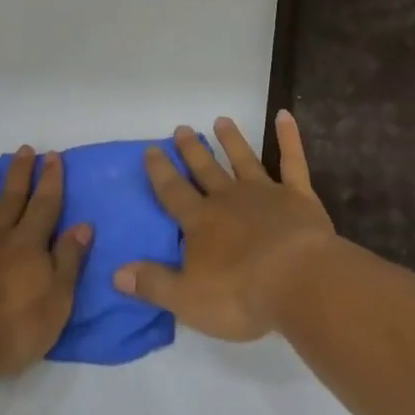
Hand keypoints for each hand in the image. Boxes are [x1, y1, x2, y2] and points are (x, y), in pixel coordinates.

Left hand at [0, 148, 90, 382]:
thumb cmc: (12, 333)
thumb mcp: (57, 302)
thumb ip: (69, 261)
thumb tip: (82, 225)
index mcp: (27, 246)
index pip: (44, 205)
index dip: (50, 180)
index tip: (52, 156)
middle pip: (10, 200)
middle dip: (18, 173)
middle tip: (23, 149)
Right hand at [114, 112, 336, 341]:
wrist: (297, 280)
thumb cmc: (240, 295)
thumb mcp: (187, 299)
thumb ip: (153, 283)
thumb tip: (117, 272)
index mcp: (201, 223)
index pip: (173, 193)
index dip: (160, 172)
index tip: (151, 149)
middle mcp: (229, 199)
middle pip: (206, 170)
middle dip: (192, 150)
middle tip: (181, 128)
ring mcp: (265, 193)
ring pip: (244, 159)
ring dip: (232, 140)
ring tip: (221, 120)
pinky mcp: (298, 195)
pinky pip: (292, 160)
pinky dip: (289, 137)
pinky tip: (284, 115)